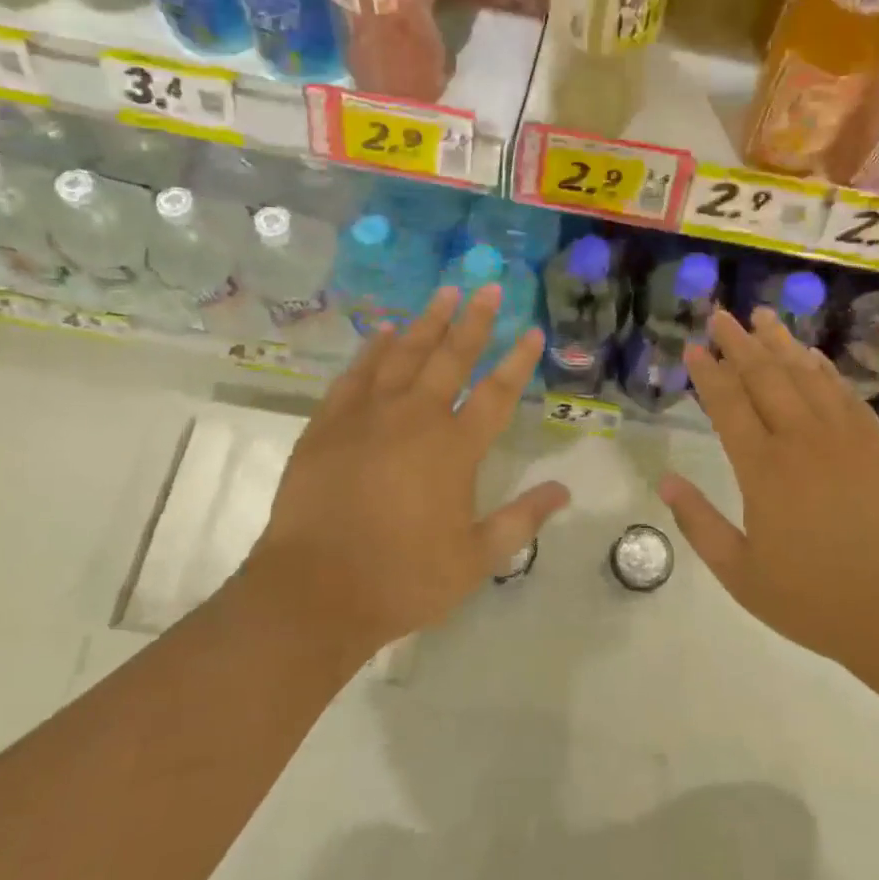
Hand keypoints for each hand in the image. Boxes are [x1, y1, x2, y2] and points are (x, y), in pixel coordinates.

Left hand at [243, 285, 569, 662]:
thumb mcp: (476, 558)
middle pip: (451, 358)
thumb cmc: (403, 578)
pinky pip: (356, 374)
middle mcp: (415, 418)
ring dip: (427, 322)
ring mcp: (367, 416)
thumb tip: (565, 490)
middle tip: (489, 288)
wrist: (313, 592)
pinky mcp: (328, 424)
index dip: (517, 360)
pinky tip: (384, 331)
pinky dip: (373, 349)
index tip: (532, 331)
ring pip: (404, 355)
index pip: (497, 393)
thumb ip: (522, 519)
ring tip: (444, 293)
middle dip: (474, 321)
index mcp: (455, 448)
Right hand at [658, 308, 878, 683]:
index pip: (729, 405)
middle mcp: (803, 440)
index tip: (695, 347)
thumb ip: (699, 524)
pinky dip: (824, 370)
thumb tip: (665, 482)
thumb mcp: (742, 575)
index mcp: (764, 470)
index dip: (709, 373)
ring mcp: (848, 438)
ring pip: (807, 375)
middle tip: (721, 315)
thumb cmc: (818, 602)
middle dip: (739, 343)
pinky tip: (813, 356)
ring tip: (763, 317)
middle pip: (765, 377)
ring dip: (781, 343)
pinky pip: (846, 394)